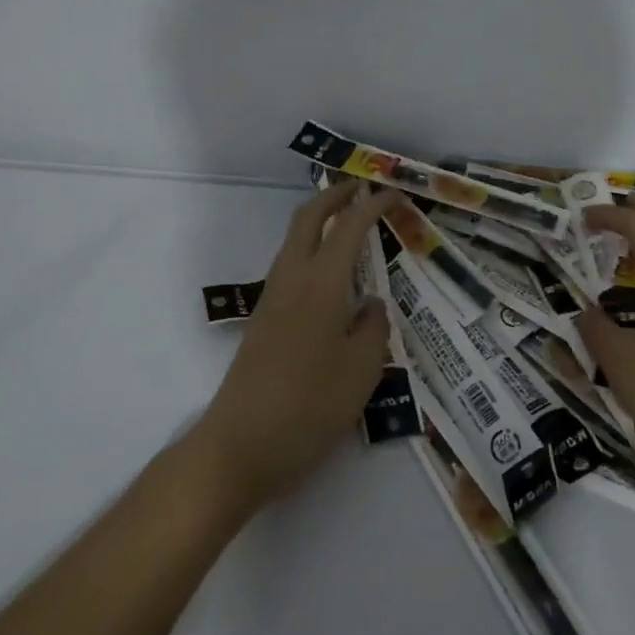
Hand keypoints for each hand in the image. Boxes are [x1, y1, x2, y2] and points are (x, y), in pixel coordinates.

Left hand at [194, 179, 399, 510]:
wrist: (239, 446)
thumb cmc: (308, 405)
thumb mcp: (362, 369)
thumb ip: (373, 327)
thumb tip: (370, 304)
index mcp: (321, 283)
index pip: (349, 226)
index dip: (373, 204)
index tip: (395, 194)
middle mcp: (292, 279)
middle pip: (308, 218)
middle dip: (334, 195)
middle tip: (361, 188)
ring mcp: (272, 299)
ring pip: (294, 240)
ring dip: (319, 221)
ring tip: (348, 225)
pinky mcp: (262, 322)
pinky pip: (290, 267)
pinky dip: (311, 250)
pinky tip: (330, 276)